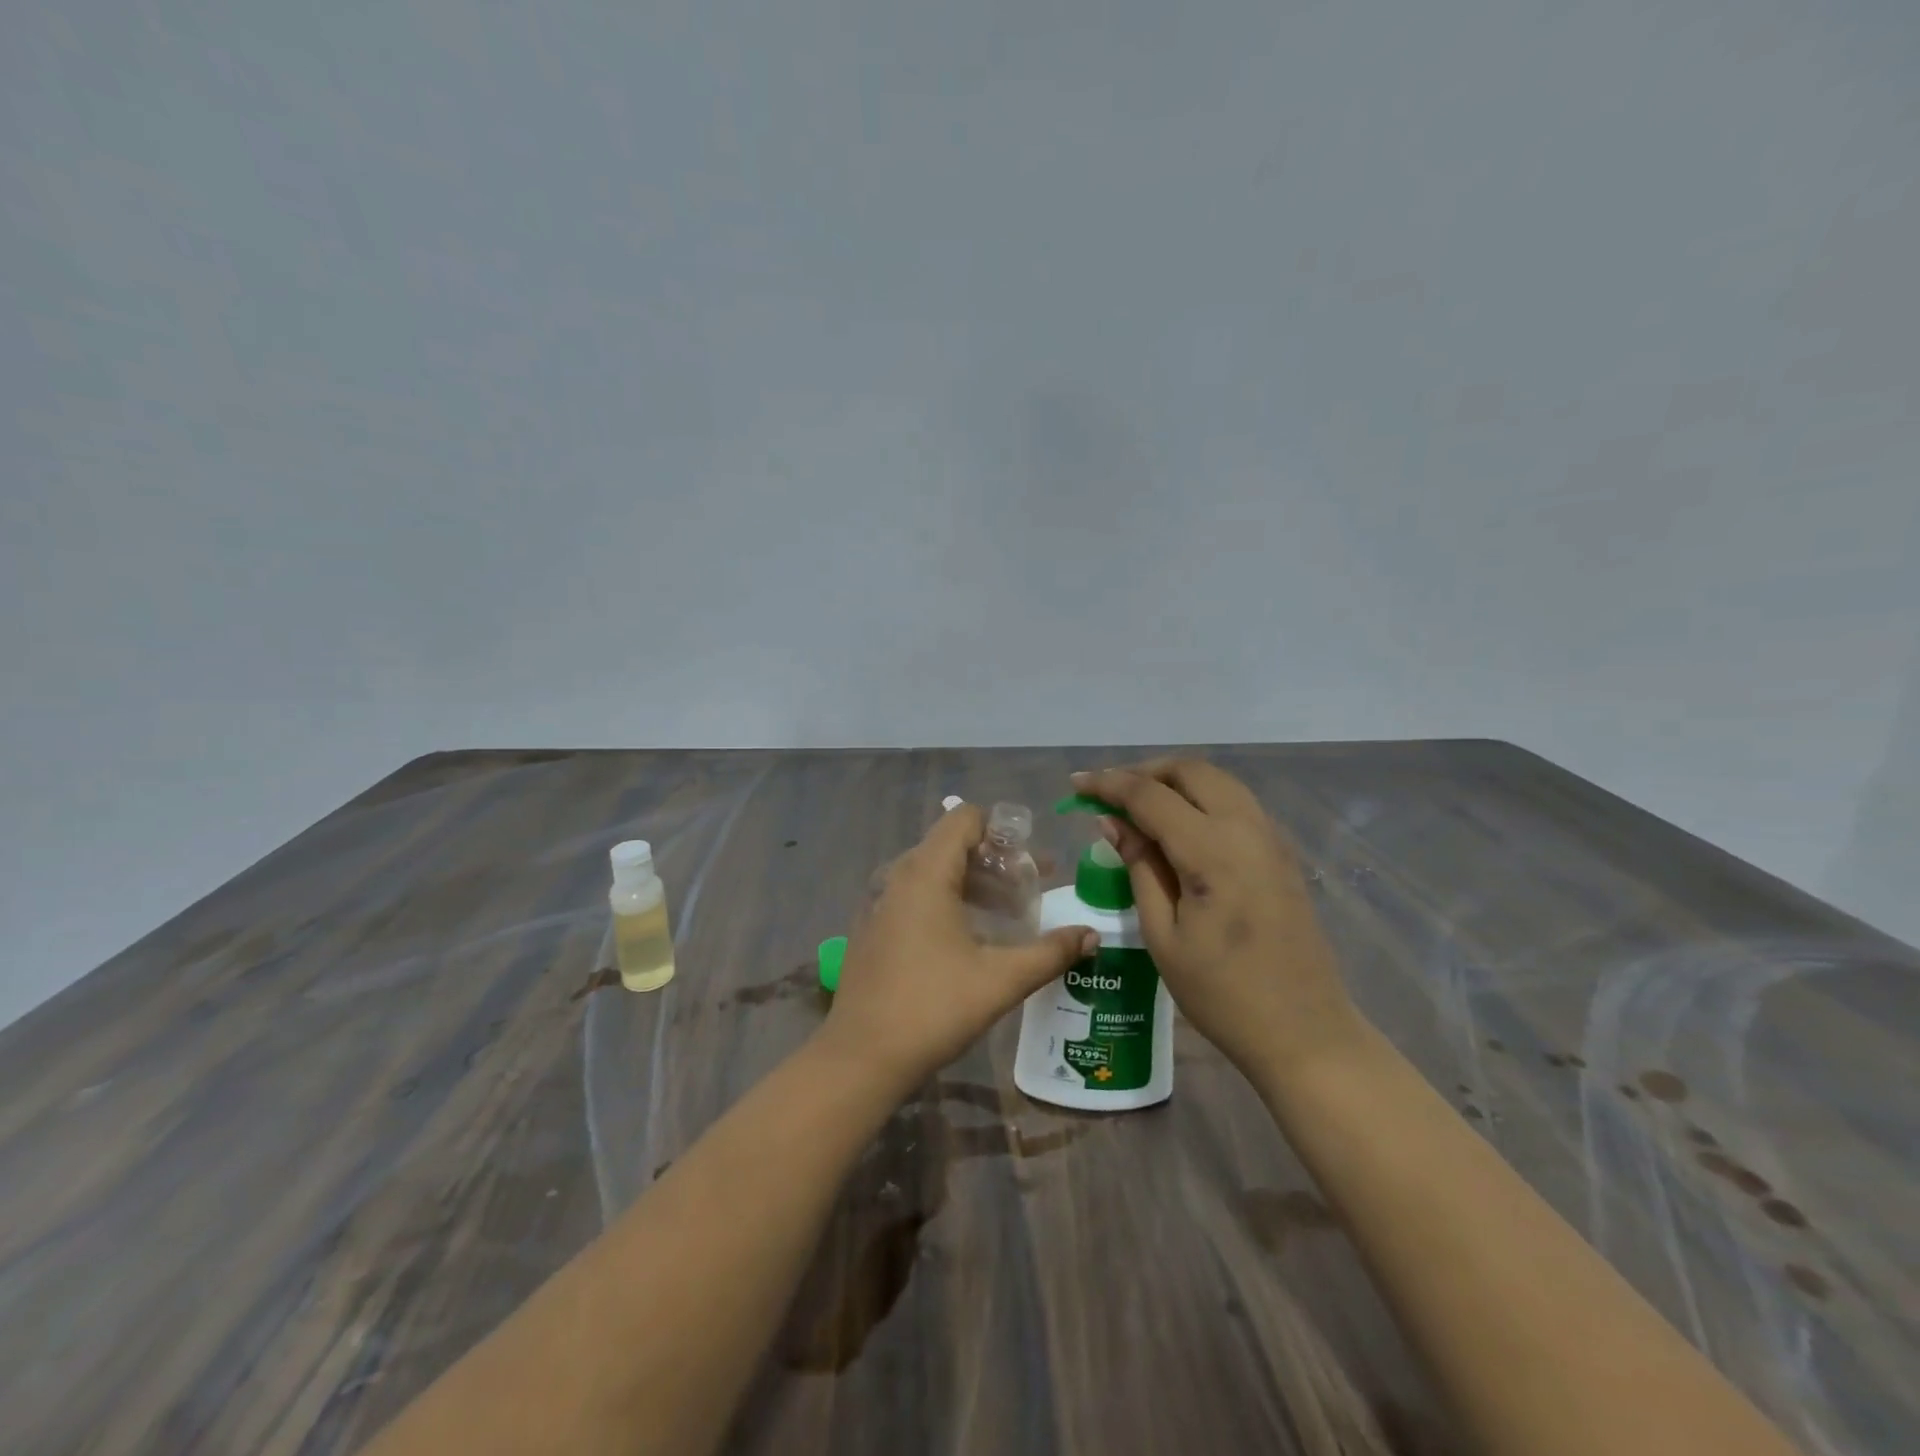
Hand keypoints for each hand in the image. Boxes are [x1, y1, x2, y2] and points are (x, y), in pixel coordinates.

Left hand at [819, 803, 1096, 1095]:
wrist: (861, 1057)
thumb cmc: (934, 1007)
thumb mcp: (1001, 979)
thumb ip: (1051, 952)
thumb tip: (1093, 936)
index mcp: (926, 873)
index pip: (964, 819)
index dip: (1002, 831)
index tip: (1032, 862)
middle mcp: (898, 876)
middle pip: (952, 846)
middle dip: (996, 863)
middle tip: (1031, 891)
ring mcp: (879, 902)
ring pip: (933, 873)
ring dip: (973, 884)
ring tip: (1008, 915)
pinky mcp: (872, 928)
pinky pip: (914, 896)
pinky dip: (946, 901)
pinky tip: (968, 939)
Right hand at [1069, 761, 1366, 1086]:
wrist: (1305, 1032)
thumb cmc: (1222, 994)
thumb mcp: (1163, 936)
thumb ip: (1140, 868)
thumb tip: (1112, 822)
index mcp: (1213, 852)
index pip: (1150, 796)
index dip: (1109, 784)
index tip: (1076, 784)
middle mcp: (1247, 829)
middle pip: (1190, 771)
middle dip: (1144, 772)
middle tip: (1109, 795)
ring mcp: (1271, 838)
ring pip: (1218, 781)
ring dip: (1175, 781)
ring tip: (1139, 806)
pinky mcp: (1282, 853)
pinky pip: (1236, 803)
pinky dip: (1201, 798)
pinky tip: (1179, 827)